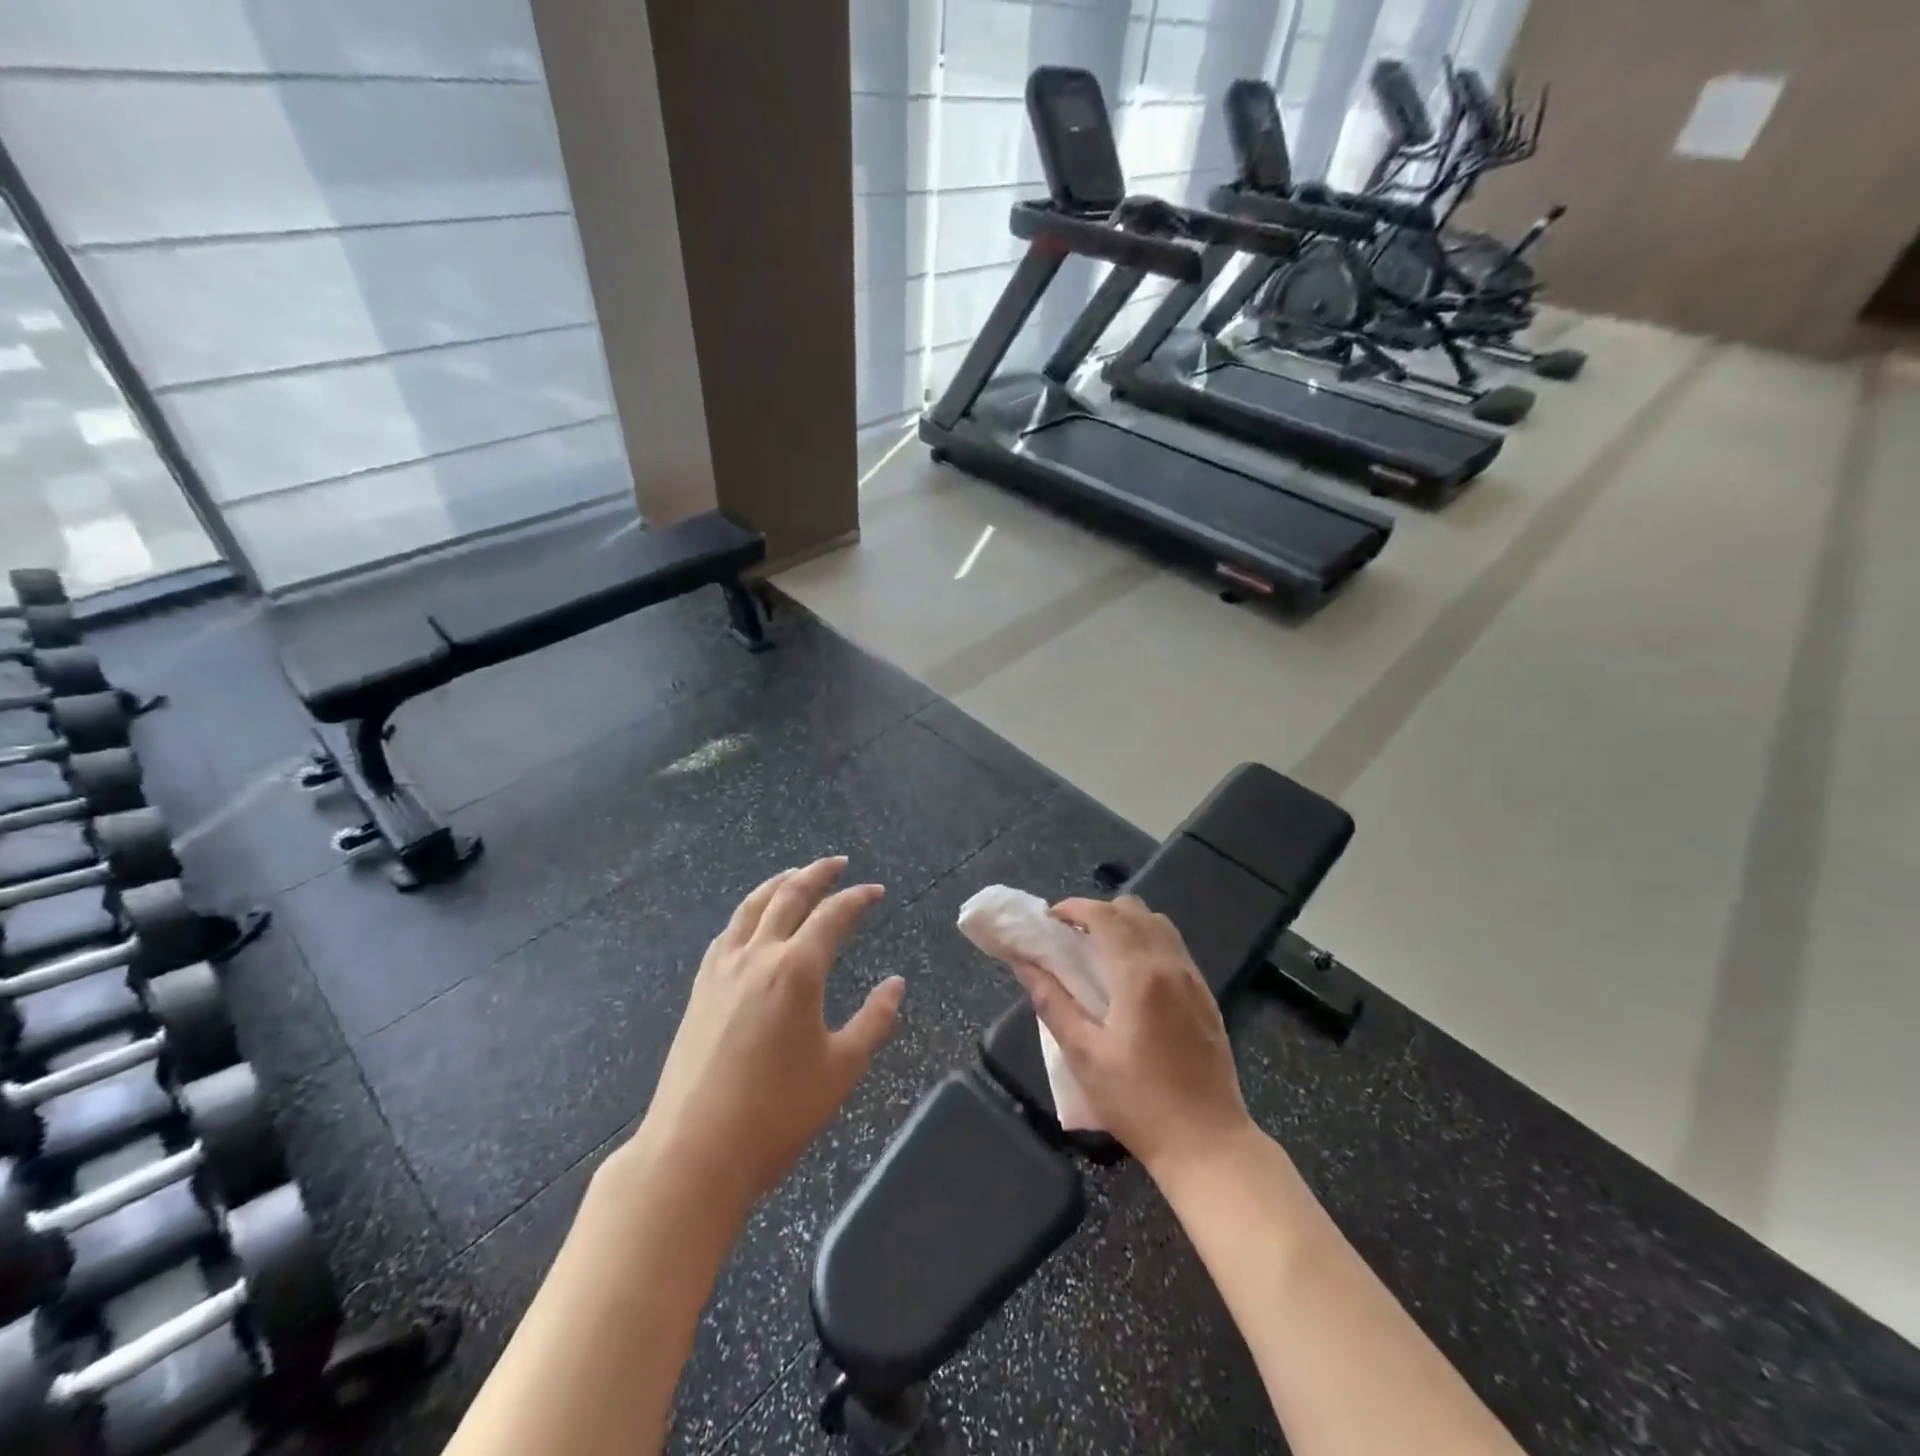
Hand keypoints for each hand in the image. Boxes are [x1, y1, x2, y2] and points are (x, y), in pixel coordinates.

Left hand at [626, 858, 904, 1218]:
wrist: (693, 1151)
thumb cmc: (776, 1113)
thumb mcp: (841, 1068)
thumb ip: (874, 1020)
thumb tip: (896, 984)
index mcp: (796, 970)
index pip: (832, 916)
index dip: (857, 898)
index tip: (875, 891)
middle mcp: (758, 956)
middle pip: (788, 896)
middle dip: (816, 873)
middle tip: (838, 863)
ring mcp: (722, 970)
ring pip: (751, 907)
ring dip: (778, 884)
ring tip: (794, 875)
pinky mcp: (700, 989)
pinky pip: (727, 933)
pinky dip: (747, 913)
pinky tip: (752, 923)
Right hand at [1012, 896, 1254, 1183]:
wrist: (1208, 1144)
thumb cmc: (1139, 1102)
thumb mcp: (1085, 1056)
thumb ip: (1053, 1003)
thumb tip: (1025, 965)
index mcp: (1140, 976)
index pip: (1105, 916)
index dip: (1074, 907)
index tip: (1050, 919)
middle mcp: (1171, 966)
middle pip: (1134, 910)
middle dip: (1098, 911)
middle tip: (1071, 936)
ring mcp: (1194, 979)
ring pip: (1159, 924)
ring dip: (1125, 923)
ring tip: (1099, 950)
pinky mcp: (1207, 996)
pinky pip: (1174, 948)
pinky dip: (1147, 941)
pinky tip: (1131, 975)